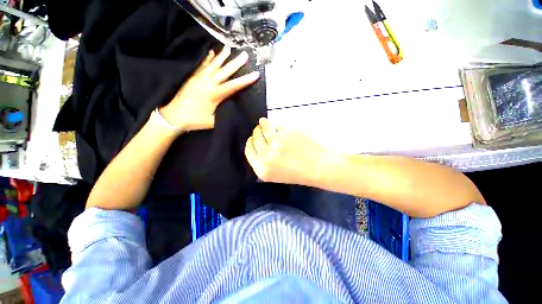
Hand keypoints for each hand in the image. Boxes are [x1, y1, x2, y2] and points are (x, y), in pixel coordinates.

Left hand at [160, 46, 259, 131]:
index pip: (233, 86)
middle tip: (244, 54)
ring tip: (228, 48)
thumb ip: (224, 112)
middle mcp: (207, 83)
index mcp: (214, 94)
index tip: (255, 74)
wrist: (174, 116)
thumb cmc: (196, 120)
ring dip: (222, 57)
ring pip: (213, 65)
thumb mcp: (214, 120)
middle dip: (236, 63)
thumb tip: (232, 108)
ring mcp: (199, 79)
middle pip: (224, 71)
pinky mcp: (192, 78)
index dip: (245, 80)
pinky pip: (202, 66)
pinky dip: (208, 59)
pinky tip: (211, 53)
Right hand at [245, 118, 331, 184]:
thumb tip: (258, 145)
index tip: (251, 138)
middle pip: (255, 139)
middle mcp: (266, 157)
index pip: (249, 151)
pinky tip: (275, 124)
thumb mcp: (277, 174)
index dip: (250, 143)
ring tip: (263, 122)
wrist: (320, 167)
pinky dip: (275, 124)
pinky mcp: (285, 133)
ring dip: (262, 124)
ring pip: (263, 129)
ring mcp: (275, 143)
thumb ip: (265, 162)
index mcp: (262, 170)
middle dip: (256, 133)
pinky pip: (276, 126)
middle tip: (259, 129)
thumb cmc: (300, 173)